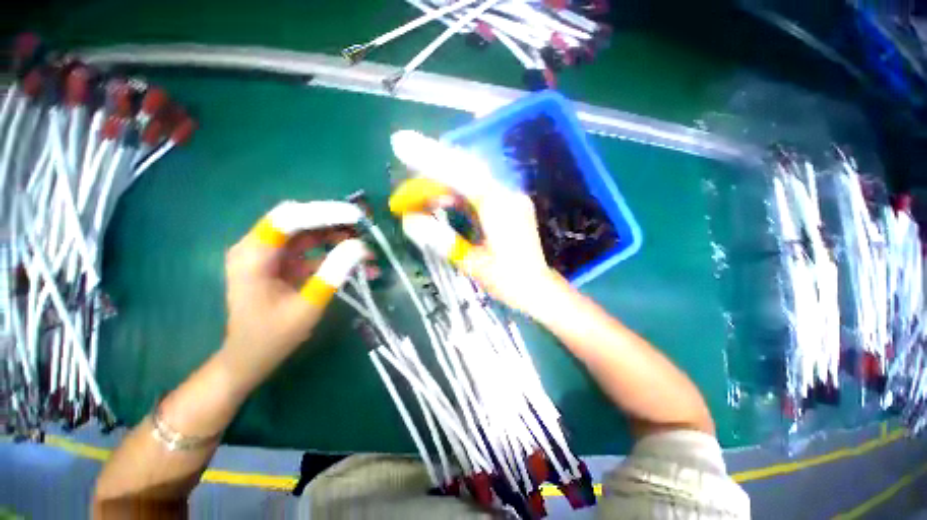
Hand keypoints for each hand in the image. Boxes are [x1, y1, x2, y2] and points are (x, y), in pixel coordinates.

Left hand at [221, 201, 367, 386]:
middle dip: (334, 222)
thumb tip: (360, 246)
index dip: (324, 213)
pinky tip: (358, 264)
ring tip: (366, 248)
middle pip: (299, 220)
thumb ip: (333, 273)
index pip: (289, 218)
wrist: (250, 358)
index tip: (357, 217)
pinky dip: (335, 253)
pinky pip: (311, 248)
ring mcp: (270, 254)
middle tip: (365, 228)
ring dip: (338, 237)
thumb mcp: (308, 305)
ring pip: (308, 232)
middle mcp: (258, 247)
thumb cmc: (272, 337)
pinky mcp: (281, 263)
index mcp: (253, 255)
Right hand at [388, 130, 561, 314]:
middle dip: (432, 159)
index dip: (430, 158)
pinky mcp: (508, 204)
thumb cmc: (508, 281)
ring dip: (443, 176)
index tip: (400, 144)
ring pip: (471, 176)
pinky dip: (456, 188)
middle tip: (403, 150)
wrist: (538, 289)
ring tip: (417, 181)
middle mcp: (507, 195)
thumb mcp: (473, 264)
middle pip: (466, 168)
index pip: (461, 174)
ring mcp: (510, 198)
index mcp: (499, 208)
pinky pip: (478, 188)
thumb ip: (442, 240)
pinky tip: (441, 195)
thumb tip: (410, 221)